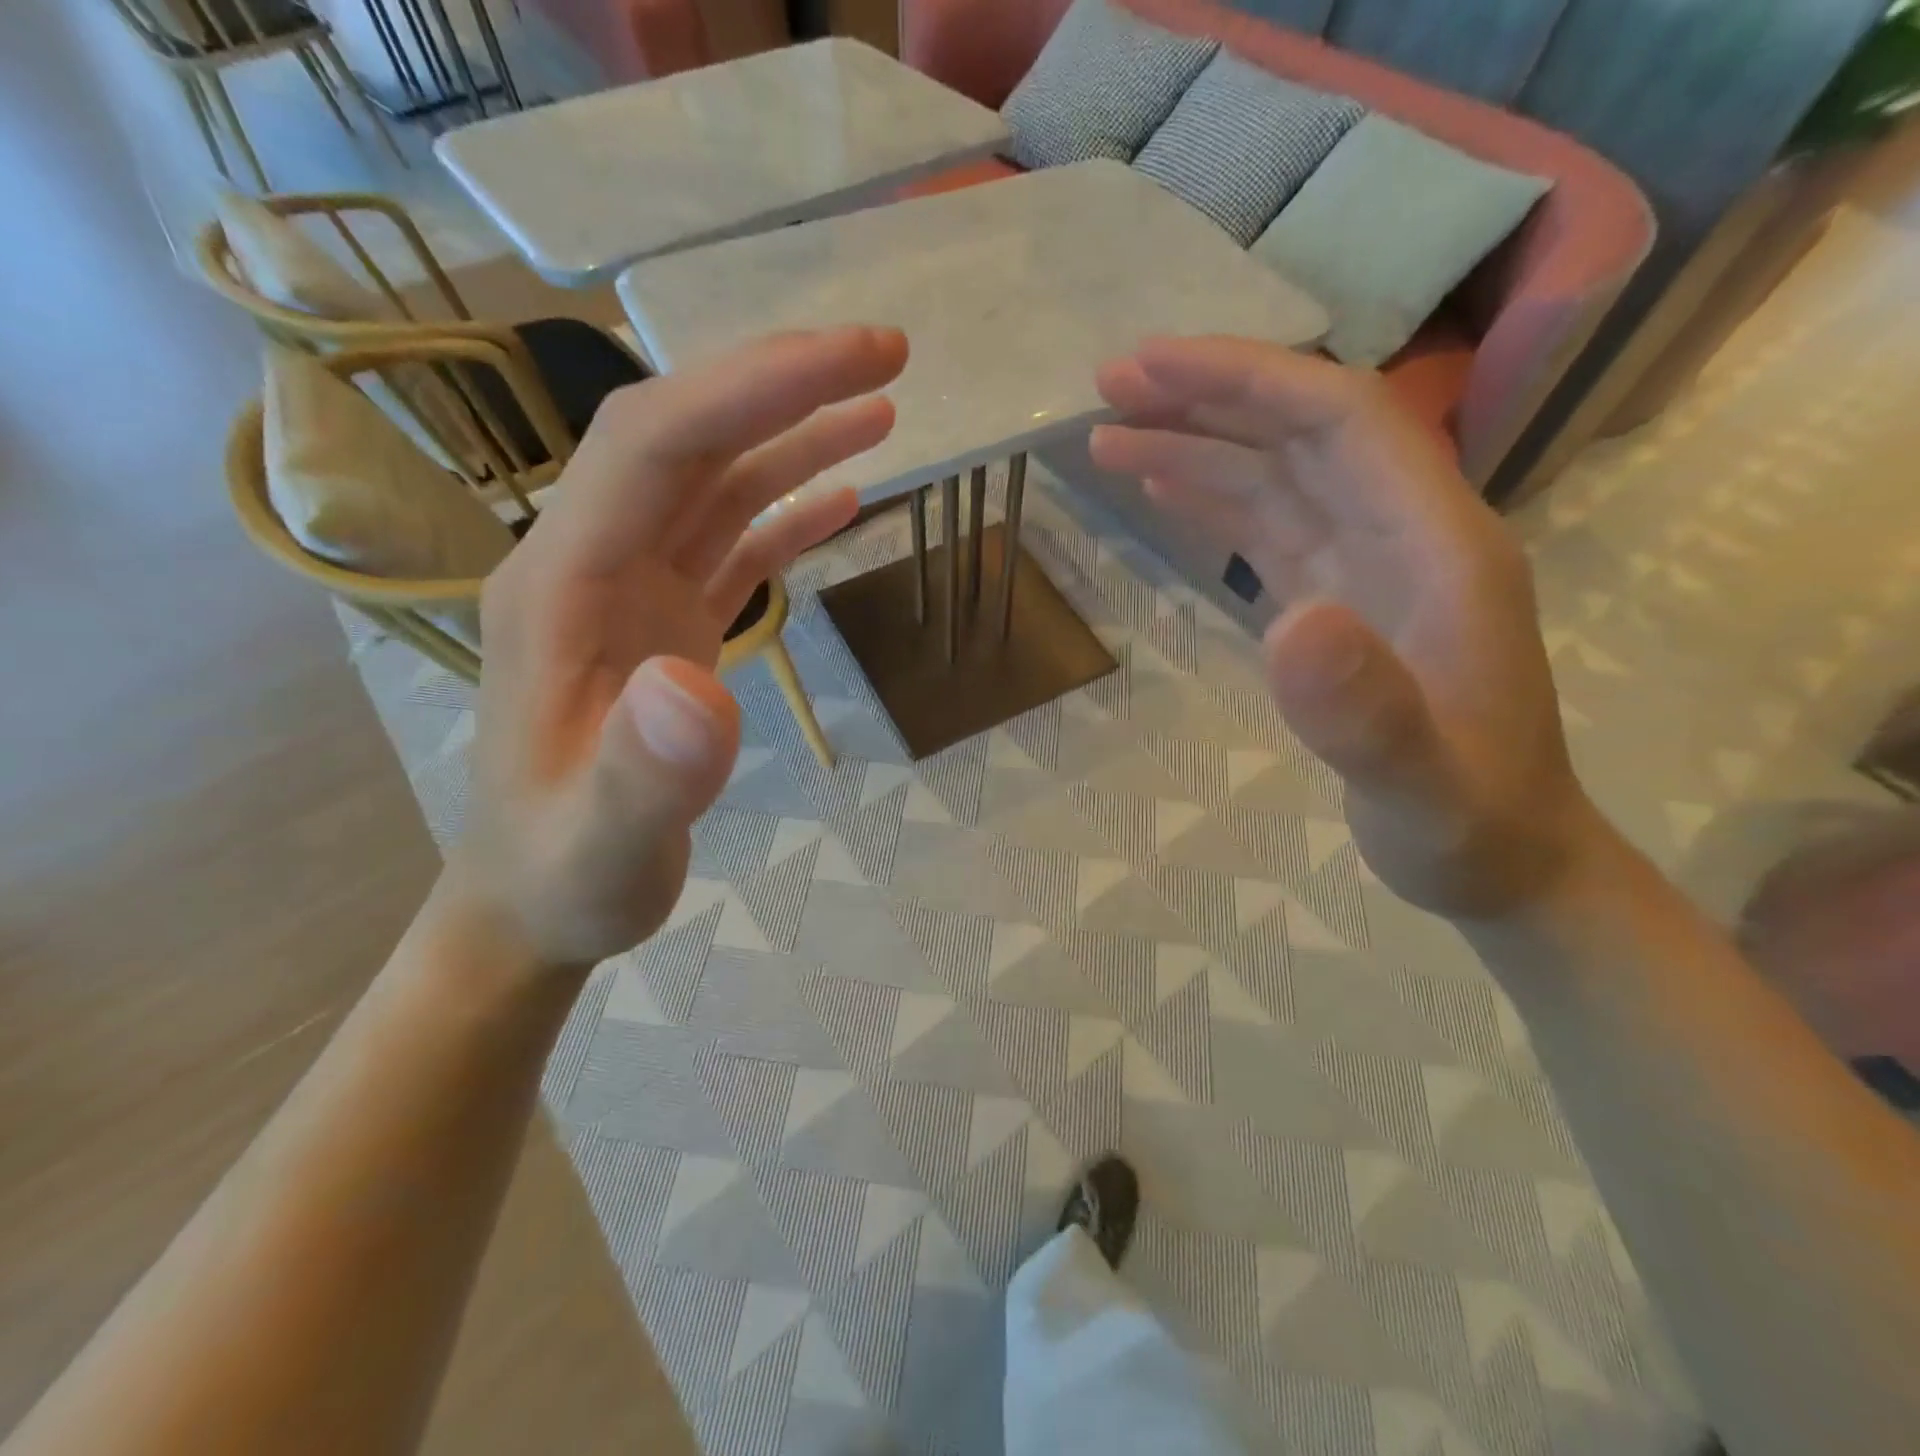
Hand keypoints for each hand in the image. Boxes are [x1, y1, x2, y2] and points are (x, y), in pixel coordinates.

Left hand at [447, 328, 907, 967]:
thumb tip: (698, 683)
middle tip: (888, 357)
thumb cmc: (566, 877)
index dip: (751, 390)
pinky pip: (729, 545)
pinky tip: (841, 498)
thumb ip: (642, 773)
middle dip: (783, 384)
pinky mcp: (663, 624)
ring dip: (793, 437)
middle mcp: (592, 566)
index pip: (654, 448)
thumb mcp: (600, 844)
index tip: (853, 363)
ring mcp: (630, 594)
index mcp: (562, 589)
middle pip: (685, 439)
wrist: (536, 902)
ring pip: (714, 484)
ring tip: (882, 410)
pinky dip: (786, 512)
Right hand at [1092, 337, 1607, 919]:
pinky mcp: (1337, 601)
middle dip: (1208, 397)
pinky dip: (1215, 500)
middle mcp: (1405, 534)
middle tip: (1109, 386)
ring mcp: (1369, 567)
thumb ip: (1367, 711)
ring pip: (1277, 477)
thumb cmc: (1468, 826)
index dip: (1248, 382)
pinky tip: (1166, 487)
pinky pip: (1271, 529)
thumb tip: (1289, 621)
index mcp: (1439, 546)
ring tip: (1111, 437)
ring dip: (1198, 446)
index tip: (1153, 369)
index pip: (1341, 421)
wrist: (1503, 861)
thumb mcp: (1421, 786)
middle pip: (1302, 432)